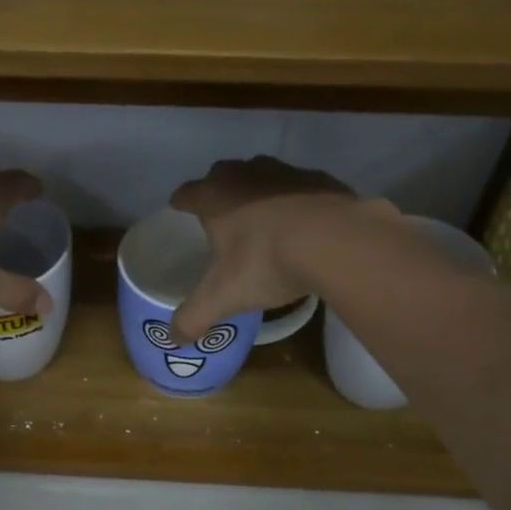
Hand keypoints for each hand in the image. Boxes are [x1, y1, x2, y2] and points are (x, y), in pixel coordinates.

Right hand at [168, 156, 391, 339]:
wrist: (336, 240)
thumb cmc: (266, 261)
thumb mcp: (223, 297)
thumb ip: (194, 317)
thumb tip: (174, 338)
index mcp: (214, 196)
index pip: (187, 193)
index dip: (181, 202)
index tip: (179, 208)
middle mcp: (245, 174)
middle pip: (223, 176)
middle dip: (220, 192)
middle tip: (221, 218)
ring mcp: (285, 171)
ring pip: (262, 176)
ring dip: (258, 194)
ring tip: (262, 221)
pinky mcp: (320, 179)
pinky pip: (299, 188)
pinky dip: (295, 202)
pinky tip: (302, 225)